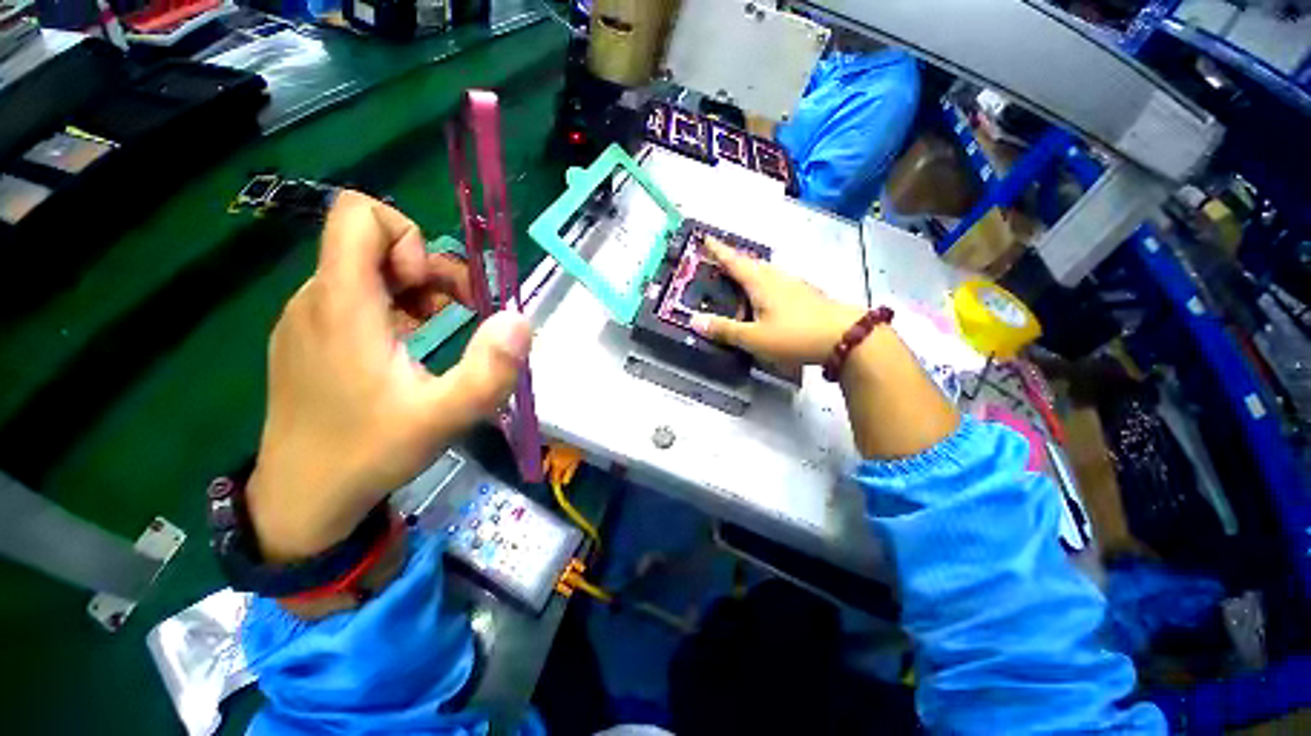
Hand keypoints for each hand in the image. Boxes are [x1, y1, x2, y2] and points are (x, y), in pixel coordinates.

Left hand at [248, 190, 530, 561]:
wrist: (300, 499)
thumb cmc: (369, 452)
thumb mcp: (445, 416)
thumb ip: (490, 369)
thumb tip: (520, 319)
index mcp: (342, 304)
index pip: (359, 215)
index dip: (408, 237)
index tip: (428, 288)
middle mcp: (316, 298)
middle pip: (373, 243)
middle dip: (427, 269)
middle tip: (458, 312)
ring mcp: (308, 318)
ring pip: (366, 270)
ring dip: (415, 289)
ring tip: (439, 329)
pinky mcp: (309, 338)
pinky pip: (355, 297)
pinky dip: (393, 307)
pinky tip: (409, 345)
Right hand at [689, 237, 864, 365]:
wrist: (845, 337)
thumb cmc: (794, 335)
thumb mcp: (754, 337)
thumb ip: (725, 330)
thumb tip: (693, 320)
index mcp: (760, 283)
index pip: (733, 261)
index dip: (718, 250)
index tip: (705, 237)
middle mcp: (776, 277)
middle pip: (750, 263)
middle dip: (733, 261)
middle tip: (718, 264)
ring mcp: (794, 284)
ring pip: (765, 272)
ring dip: (749, 272)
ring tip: (739, 282)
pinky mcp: (806, 294)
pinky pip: (777, 282)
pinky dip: (764, 285)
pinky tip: (766, 299)